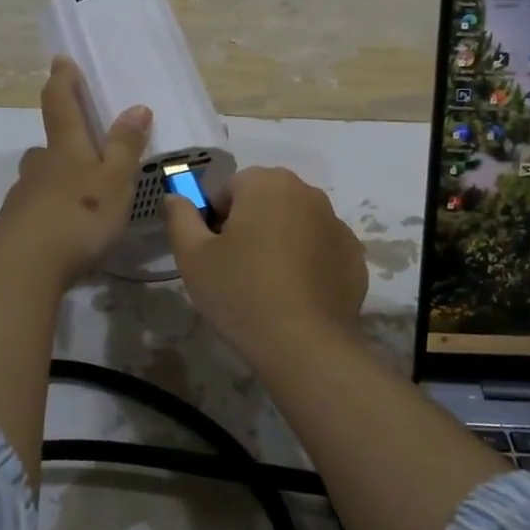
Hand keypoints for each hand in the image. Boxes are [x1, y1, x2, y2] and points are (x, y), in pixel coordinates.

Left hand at [0, 56, 151, 285]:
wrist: (23, 268)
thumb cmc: (78, 217)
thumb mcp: (115, 181)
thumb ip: (126, 146)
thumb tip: (136, 106)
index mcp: (65, 151)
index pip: (62, 105)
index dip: (63, 81)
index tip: (60, 60)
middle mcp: (37, 170)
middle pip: (45, 150)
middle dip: (58, 147)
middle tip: (75, 156)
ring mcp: (16, 202)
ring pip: (32, 185)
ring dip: (46, 186)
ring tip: (66, 205)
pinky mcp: (4, 233)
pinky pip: (19, 222)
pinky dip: (28, 225)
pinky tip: (34, 242)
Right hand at [162, 166, 366, 352]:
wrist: (304, 345)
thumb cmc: (240, 292)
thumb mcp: (193, 256)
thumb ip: (180, 216)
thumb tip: (175, 196)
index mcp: (267, 183)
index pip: (229, 188)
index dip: (214, 219)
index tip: (213, 253)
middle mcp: (307, 193)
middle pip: (265, 201)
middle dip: (249, 225)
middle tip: (235, 268)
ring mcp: (337, 224)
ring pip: (294, 224)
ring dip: (279, 241)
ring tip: (266, 284)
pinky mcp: (354, 256)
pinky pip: (320, 249)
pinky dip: (307, 262)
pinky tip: (295, 295)